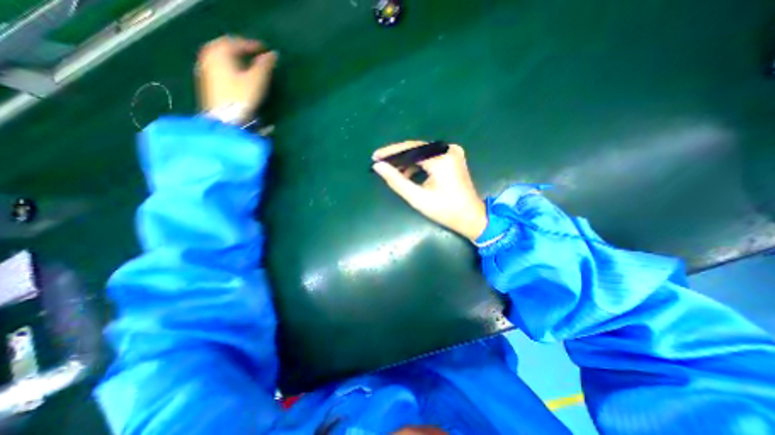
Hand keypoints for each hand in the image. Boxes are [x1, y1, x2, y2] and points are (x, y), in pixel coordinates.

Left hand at [198, 36, 278, 122]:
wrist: (225, 119)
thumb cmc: (241, 98)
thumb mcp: (256, 81)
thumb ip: (264, 66)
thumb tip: (273, 55)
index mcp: (219, 52)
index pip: (237, 42)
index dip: (253, 45)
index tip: (266, 50)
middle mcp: (209, 56)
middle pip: (225, 47)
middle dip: (241, 49)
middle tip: (255, 54)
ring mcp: (205, 69)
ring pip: (221, 57)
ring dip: (234, 58)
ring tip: (247, 64)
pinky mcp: (207, 82)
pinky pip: (218, 66)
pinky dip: (229, 66)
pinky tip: (237, 74)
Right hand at [372, 141, 485, 240]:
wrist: (471, 217)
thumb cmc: (445, 210)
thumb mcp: (418, 198)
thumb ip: (396, 181)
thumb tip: (378, 166)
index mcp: (441, 159)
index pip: (410, 149)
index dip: (391, 153)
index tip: (375, 157)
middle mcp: (448, 150)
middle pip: (416, 148)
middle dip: (398, 156)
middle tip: (381, 163)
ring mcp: (453, 152)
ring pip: (422, 152)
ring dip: (407, 161)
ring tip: (393, 171)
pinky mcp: (453, 157)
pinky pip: (430, 156)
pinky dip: (418, 163)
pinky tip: (408, 173)